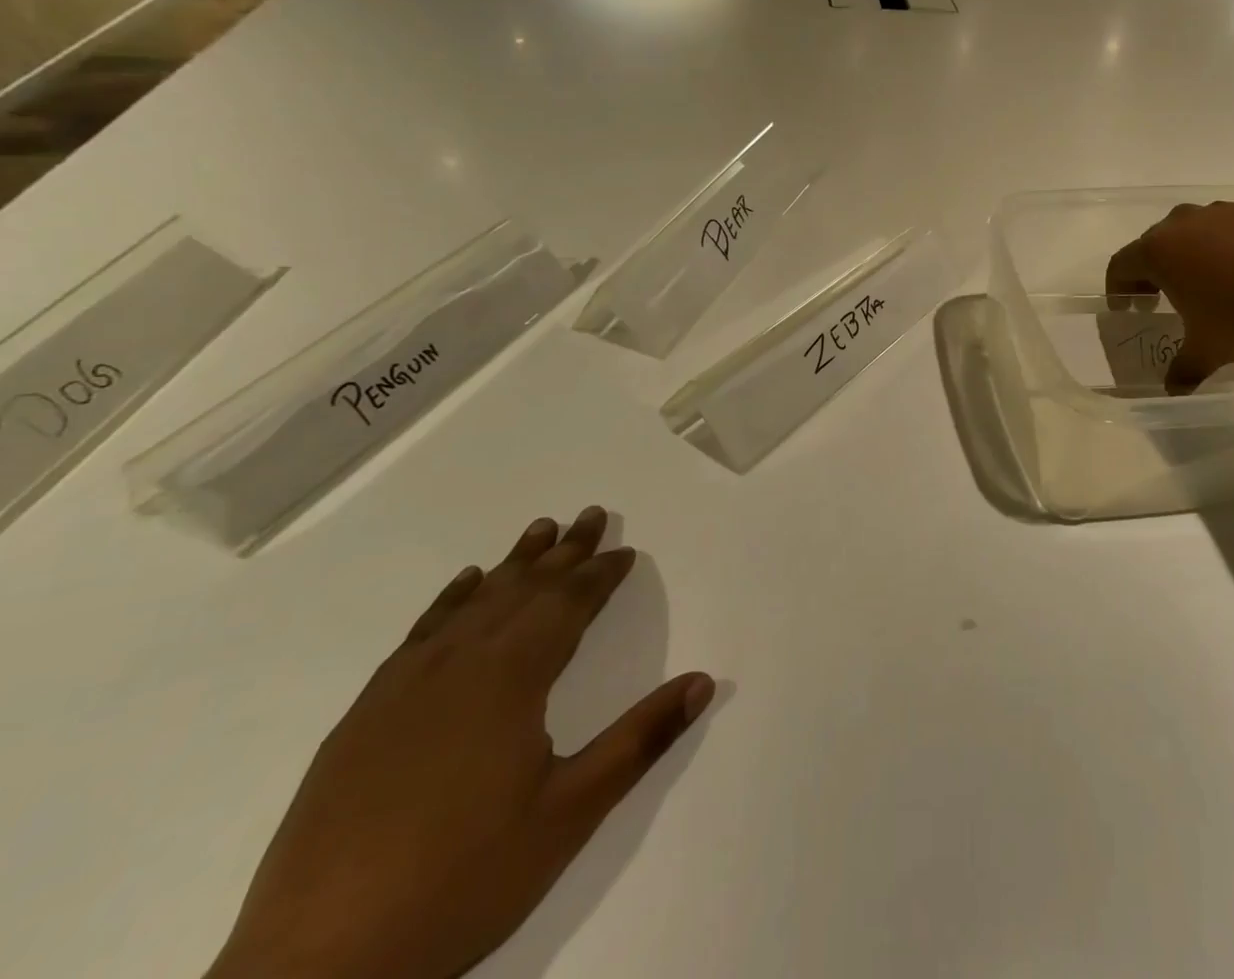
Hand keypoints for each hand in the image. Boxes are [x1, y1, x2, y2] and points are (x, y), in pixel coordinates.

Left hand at [208, 507, 714, 978]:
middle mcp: (458, 665)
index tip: (625, 550)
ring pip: (473, 603)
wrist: (315, 968)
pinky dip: (450, 600)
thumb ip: (640, 740)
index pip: (567, 606)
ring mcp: (403, 688)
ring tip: (539, 530)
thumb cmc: (462, 880)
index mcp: (510, 679)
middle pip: (523, 590)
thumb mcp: (570, 814)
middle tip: (592, 514)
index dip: (600, 575)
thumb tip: (704, 681)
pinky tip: (463, 585)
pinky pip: (420, 633)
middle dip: (563, 552)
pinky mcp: (363, 716)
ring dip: (513, 564)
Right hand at [1105, 198, 1233, 392]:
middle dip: (1153, 270)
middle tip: (1162, 298)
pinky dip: (1230, 243)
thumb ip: (1183, 369)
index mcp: (1159, 252)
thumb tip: (1173, 390)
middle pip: (1154, 243)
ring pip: (1194, 230)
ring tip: (1209, 281)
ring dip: (1192, 253)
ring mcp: (1222, 211)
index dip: (1118, 288)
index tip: (1128, 308)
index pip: (1121, 265)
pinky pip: (1231, 225)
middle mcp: (1183, 223)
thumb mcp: (1209, 351)